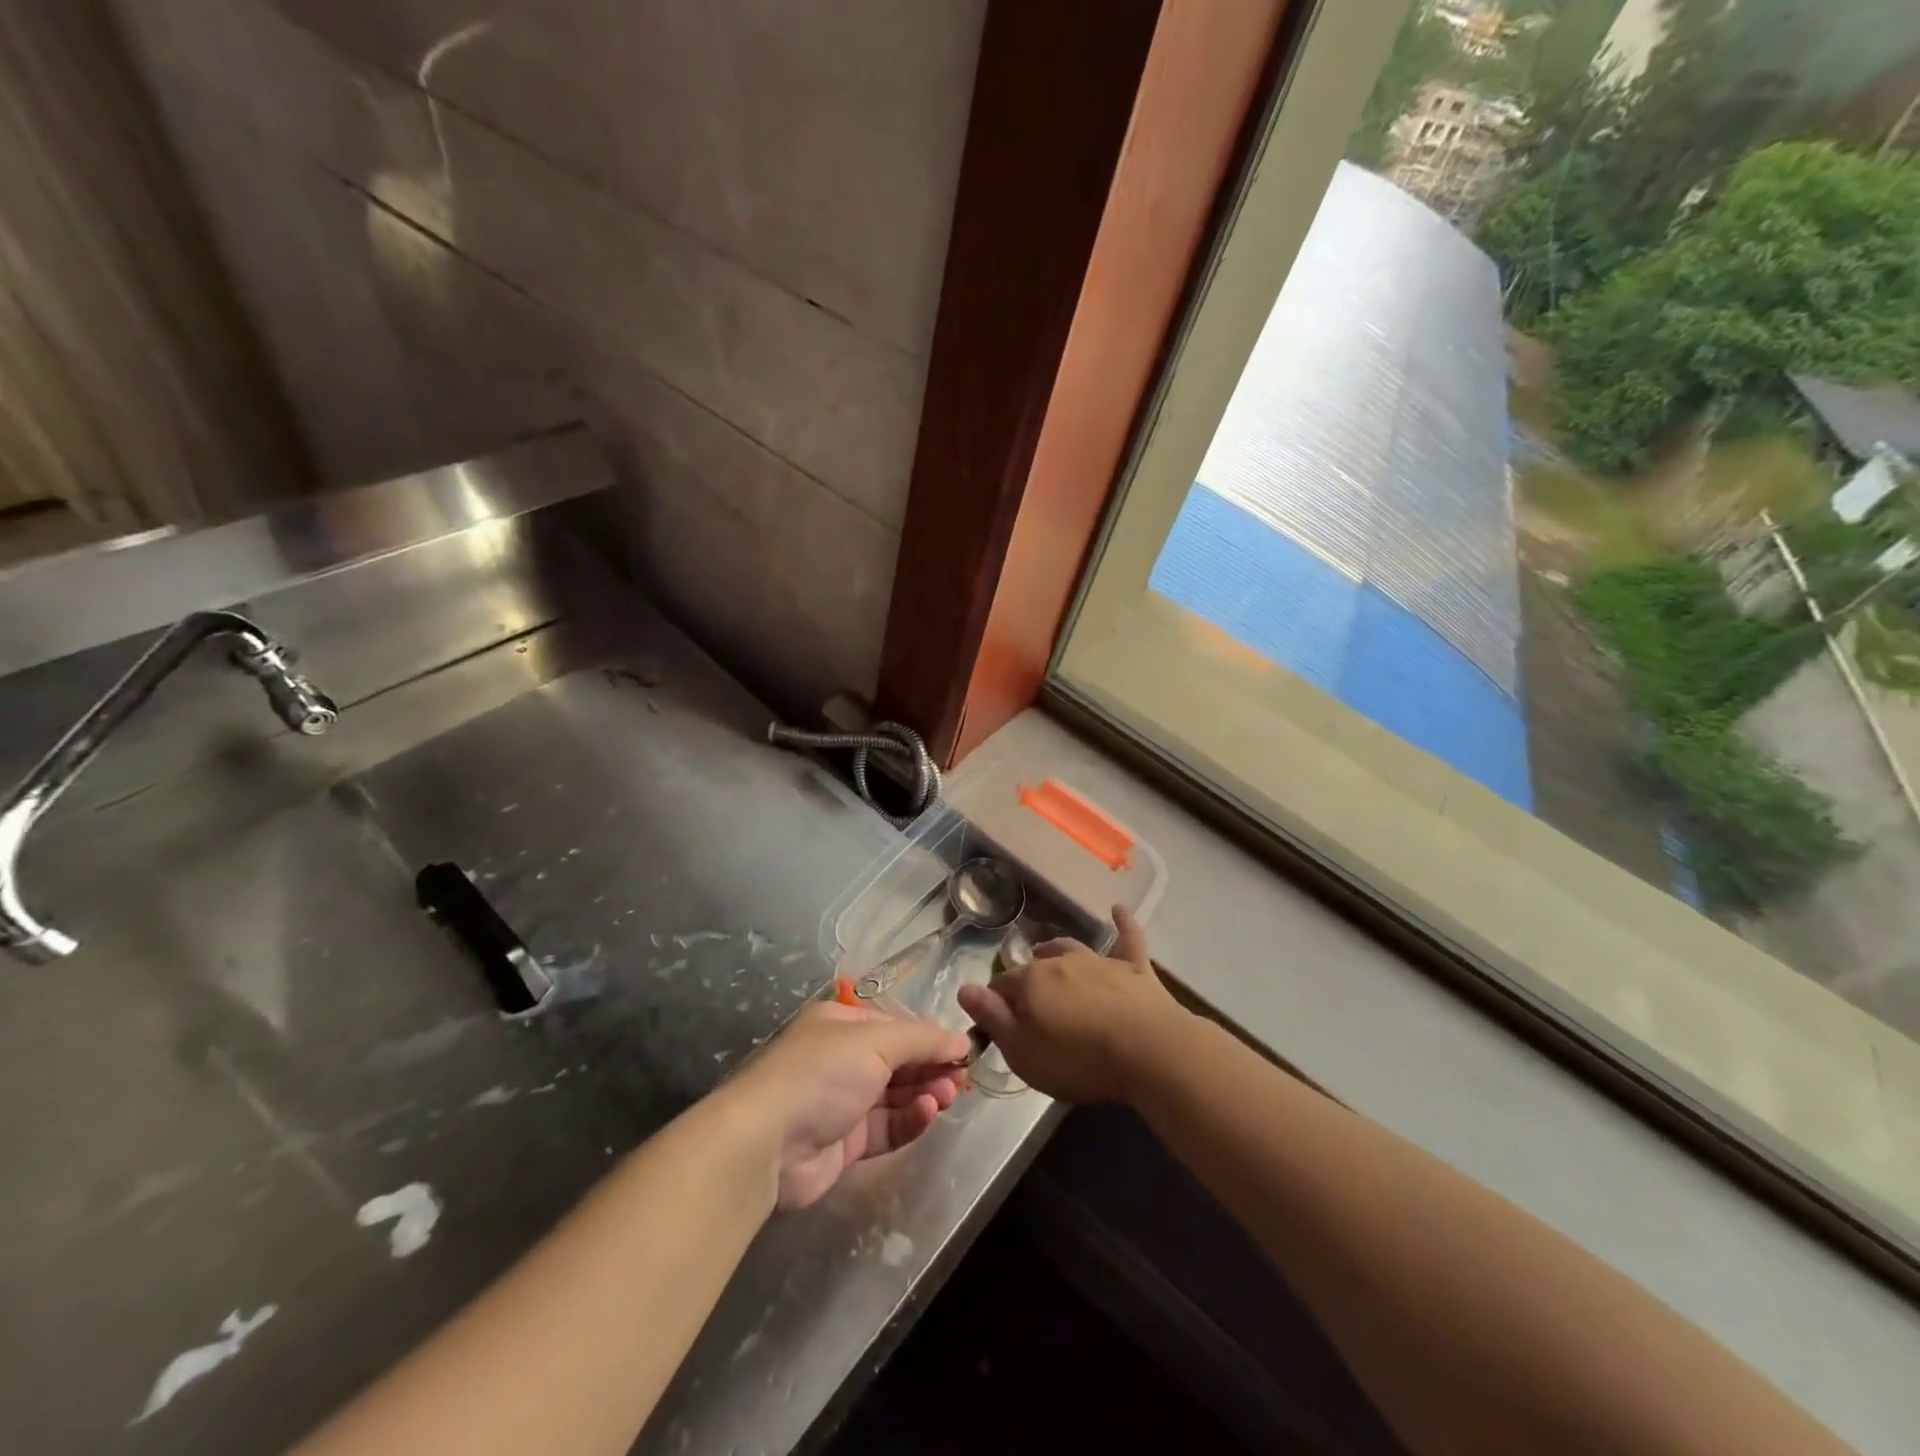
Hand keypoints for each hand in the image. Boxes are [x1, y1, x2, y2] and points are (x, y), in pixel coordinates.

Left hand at [724, 1001, 969, 1209]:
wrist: (766, 1142)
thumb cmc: (822, 1072)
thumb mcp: (876, 1041)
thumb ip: (923, 1040)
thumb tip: (962, 1041)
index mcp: (841, 1023)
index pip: (895, 1026)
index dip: (929, 1037)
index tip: (963, 1050)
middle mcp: (841, 1058)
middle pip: (898, 1061)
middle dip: (930, 1067)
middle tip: (960, 1077)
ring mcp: (842, 1102)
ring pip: (895, 1095)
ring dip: (924, 1093)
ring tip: (947, 1096)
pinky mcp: (844, 1143)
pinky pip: (886, 1127)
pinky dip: (909, 1120)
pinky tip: (927, 1113)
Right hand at [957, 905, 1187, 1104]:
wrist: (1146, 1051)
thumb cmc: (1078, 1059)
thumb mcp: (1023, 1051)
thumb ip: (993, 1018)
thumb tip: (963, 989)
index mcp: (1031, 982)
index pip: (1001, 986)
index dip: (996, 1004)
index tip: (997, 1023)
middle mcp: (1061, 962)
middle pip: (1035, 965)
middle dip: (1026, 977)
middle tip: (1027, 998)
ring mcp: (1100, 962)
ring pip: (1071, 948)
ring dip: (1057, 951)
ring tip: (1049, 954)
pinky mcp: (1135, 968)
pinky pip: (1128, 938)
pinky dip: (1123, 923)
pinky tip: (1119, 909)